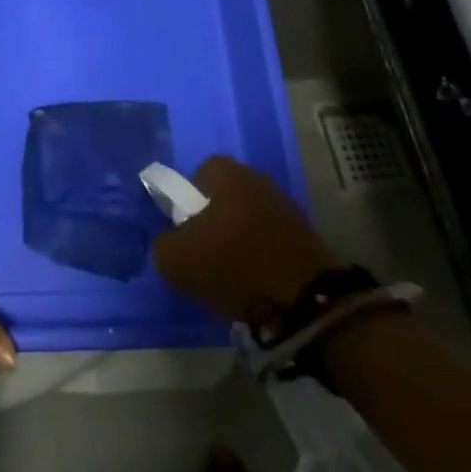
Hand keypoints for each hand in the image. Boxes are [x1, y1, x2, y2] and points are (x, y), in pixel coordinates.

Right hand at [151, 156, 343, 323]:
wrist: (304, 300)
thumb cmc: (232, 265)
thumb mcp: (175, 259)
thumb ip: (163, 242)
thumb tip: (172, 241)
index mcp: (225, 172)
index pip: (198, 176)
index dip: (188, 205)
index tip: (188, 235)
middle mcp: (256, 177)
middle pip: (225, 197)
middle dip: (215, 223)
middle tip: (208, 257)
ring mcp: (286, 204)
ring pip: (249, 219)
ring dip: (241, 241)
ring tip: (234, 277)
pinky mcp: (306, 234)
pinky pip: (272, 240)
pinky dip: (263, 257)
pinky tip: (259, 283)